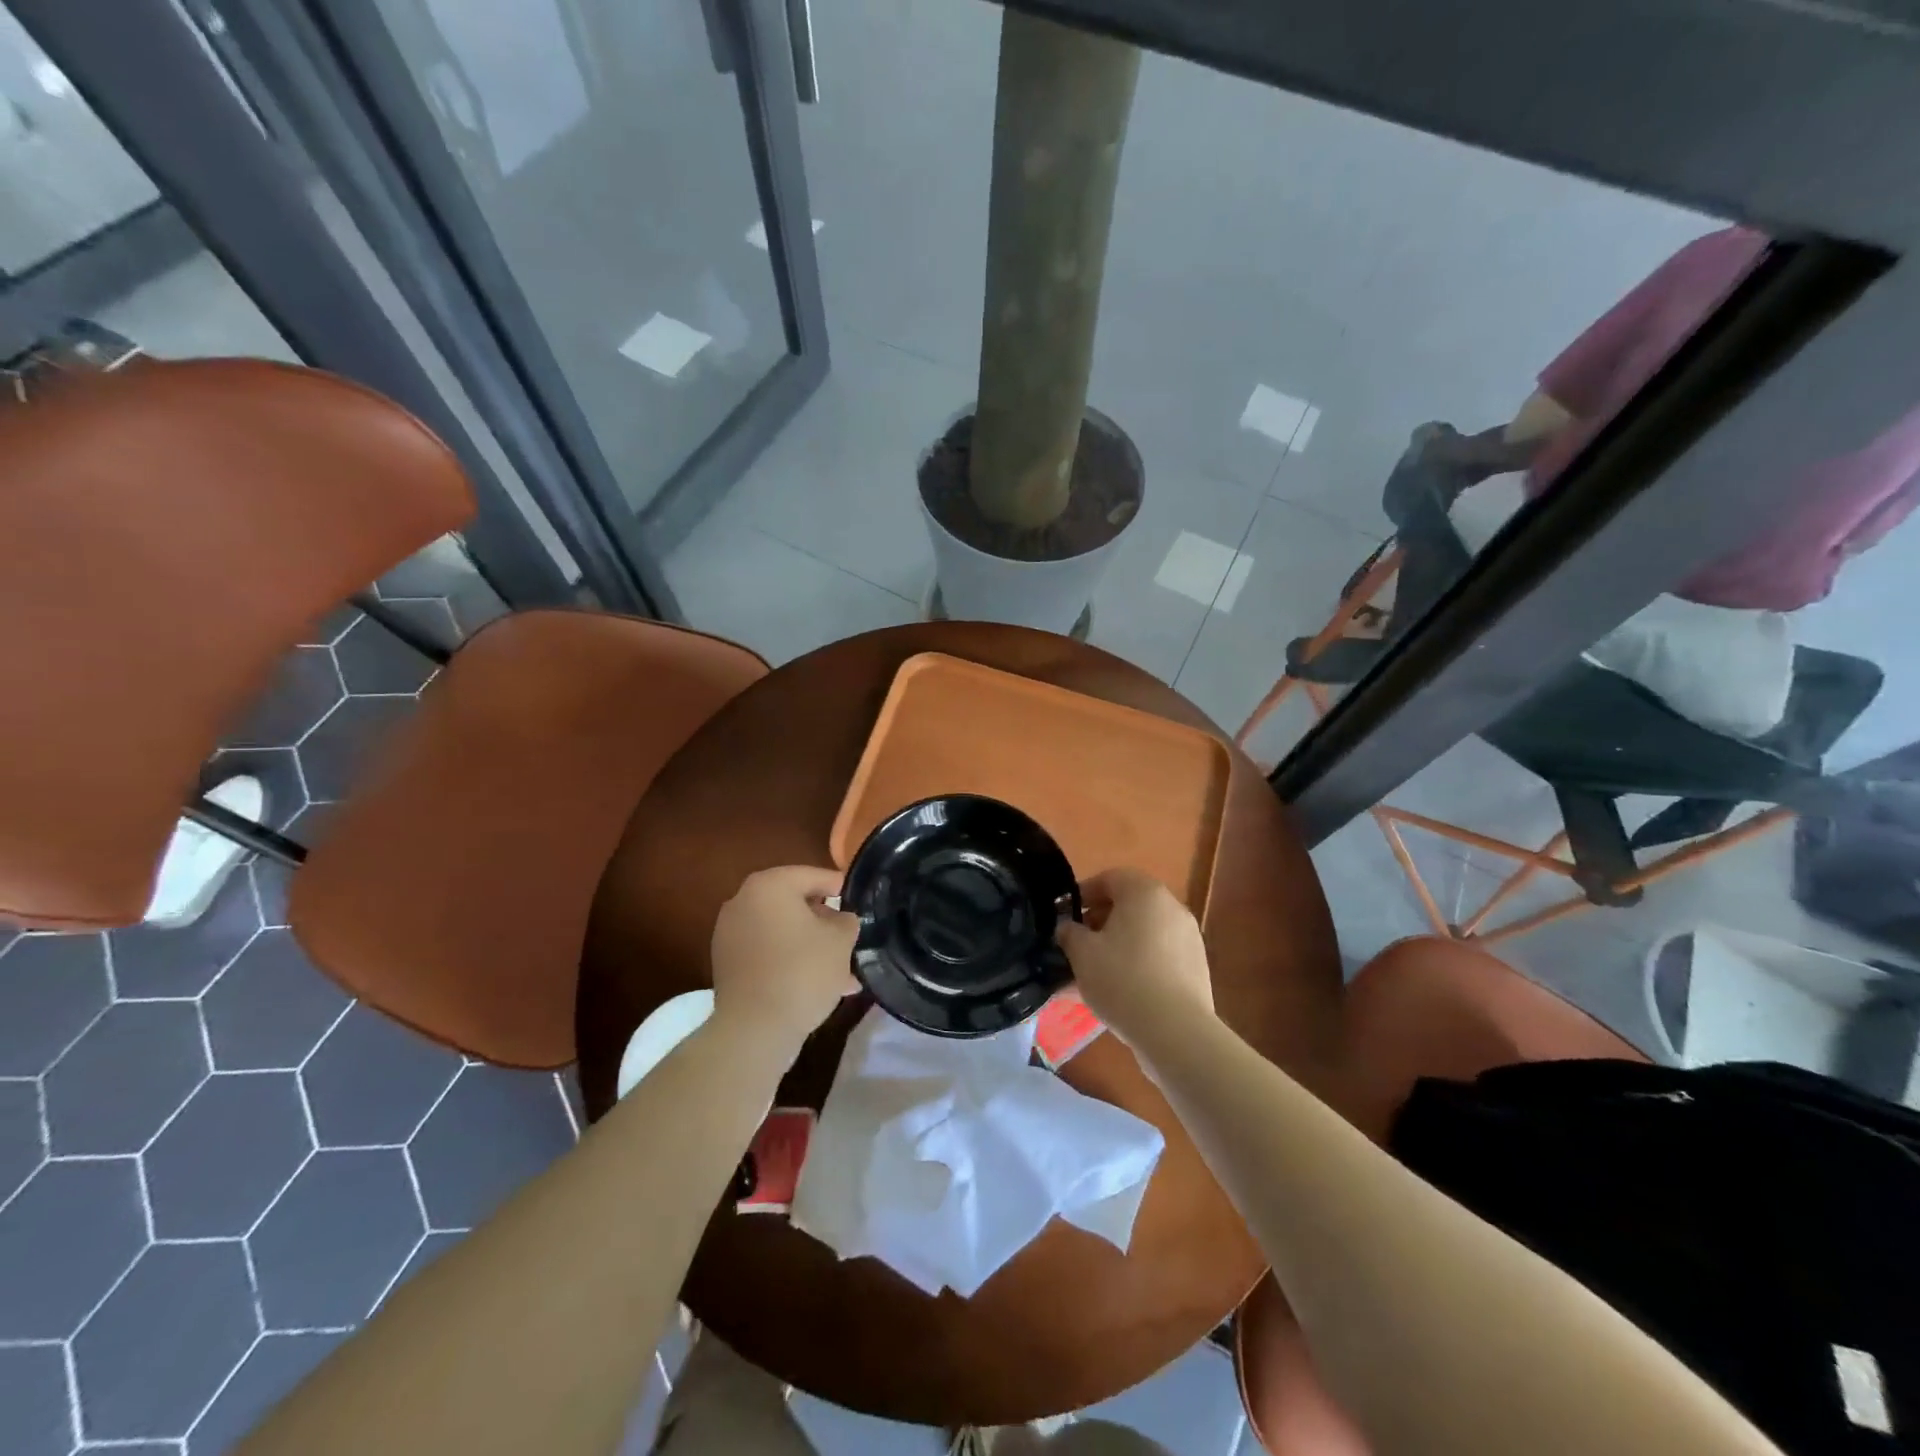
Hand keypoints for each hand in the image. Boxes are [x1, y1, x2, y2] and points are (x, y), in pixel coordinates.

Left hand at [709, 866, 857, 1057]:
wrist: (754, 1028)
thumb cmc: (802, 971)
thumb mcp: (841, 940)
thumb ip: (846, 920)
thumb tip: (841, 918)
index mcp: (770, 885)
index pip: (813, 876)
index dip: (839, 887)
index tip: (857, 901)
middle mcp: (743, 900)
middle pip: (794, 902)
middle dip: (823, 920)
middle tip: (848, 936)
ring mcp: (729, 932)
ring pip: (781, 930)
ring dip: (808, 943)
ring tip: (838, 968)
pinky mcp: (726, 962)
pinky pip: (766, 950)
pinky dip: (788, 959)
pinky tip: (814, 982)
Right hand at [1057, 868, 1212, 1051]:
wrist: (1176, 1032)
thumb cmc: (1122, 980)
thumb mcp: (1081, 953)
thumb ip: (1069, 933)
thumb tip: (1068, 927)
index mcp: (1144, 892)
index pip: (1110, 878)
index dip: (1085, 893)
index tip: (1066, 916)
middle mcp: (1171, 906)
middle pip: (1130, 903)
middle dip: (1101, 920)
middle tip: (1079, 943)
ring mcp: (1189, 936)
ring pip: (1145, 931)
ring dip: (1120, 943)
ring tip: (1097, 971)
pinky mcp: (1197, 966)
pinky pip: (1160, 954)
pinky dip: (1140, 962)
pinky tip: (1123, 989)